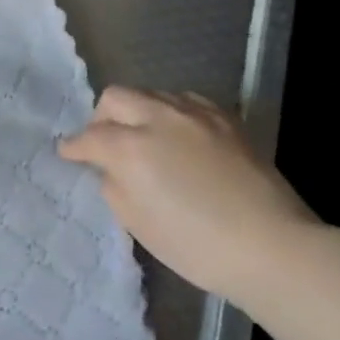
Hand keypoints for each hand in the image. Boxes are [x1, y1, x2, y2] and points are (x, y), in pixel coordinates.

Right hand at [59, 86, 324, 299]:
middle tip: (106, 143)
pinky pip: (185, 101)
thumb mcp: (140, 225)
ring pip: (151, 94)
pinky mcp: (224, 116)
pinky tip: (180, 136)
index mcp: (131, 147)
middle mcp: (158, 117)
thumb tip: (112, 169)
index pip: (90, 137)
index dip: (74, 146)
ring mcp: (194, 112)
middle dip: (102, 117)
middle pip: (116, 97)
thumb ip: (115, 188)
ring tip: (146, 138)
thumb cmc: (198, 246)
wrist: (271, 245)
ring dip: (138, 112)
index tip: (67, 152)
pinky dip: (171, 113)